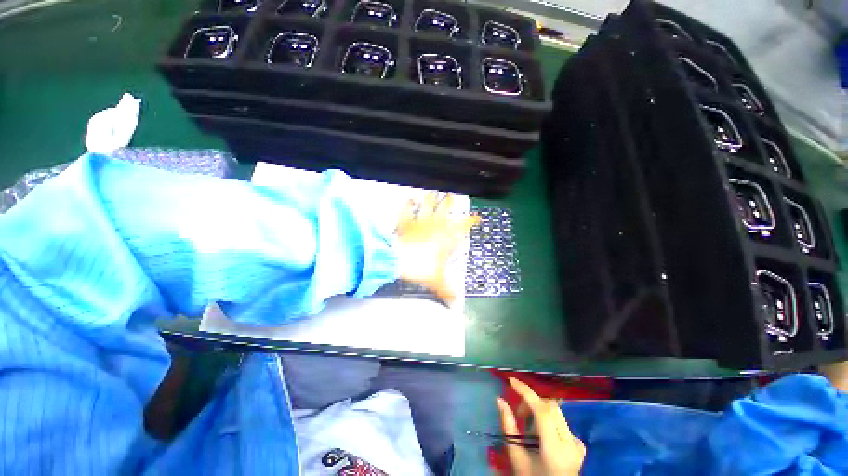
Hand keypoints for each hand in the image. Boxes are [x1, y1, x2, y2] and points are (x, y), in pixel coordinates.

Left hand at [395, 193, 477, 303]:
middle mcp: (436, 225)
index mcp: (447, 237)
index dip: (472, 220)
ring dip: (431, 198)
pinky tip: (409, 198)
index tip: (477, 217)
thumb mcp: (437, 282)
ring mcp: (420, 221)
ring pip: (428, 204)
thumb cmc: (421, 269)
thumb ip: (447, 292)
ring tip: (432, 192)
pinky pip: (407, 209)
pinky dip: (408, 203)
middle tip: (451, 196)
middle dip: (450, 202)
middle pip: (446, 208)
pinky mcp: (406, 222)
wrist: (399, 261)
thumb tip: (455, 304)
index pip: (464, 225)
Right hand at [496, 378, 585, 475]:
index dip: (527, 392)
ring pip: (556, 412)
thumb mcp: (516, 457)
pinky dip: (548, 421)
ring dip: (539, 411)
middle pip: (551, 407)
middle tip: (519, 414)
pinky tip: (542, 435)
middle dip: (531, 403)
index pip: (543, 411)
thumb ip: (508, 426)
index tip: (512, 381)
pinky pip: (562, 422)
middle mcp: (570, 444)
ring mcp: (577, 444)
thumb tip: (499, 400)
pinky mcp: (580, 445)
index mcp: (554, 450)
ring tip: (529, 428)